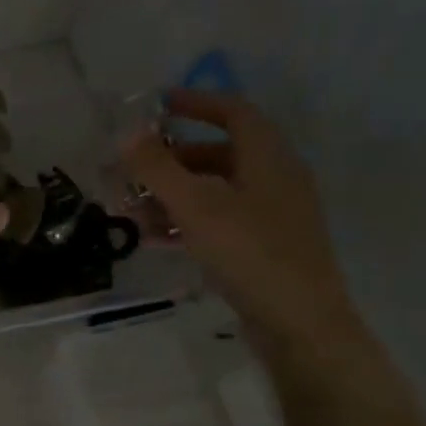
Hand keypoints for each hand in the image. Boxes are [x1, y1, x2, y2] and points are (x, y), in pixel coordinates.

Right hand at [122, 90, 369, 365]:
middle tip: (131, 170)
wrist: (299, 322)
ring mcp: (271, 216)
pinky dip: (186, 222)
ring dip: (172, 196)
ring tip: (131, 211)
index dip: (196, 103)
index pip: (233, 112)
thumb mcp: (196, 205)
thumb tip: (126, 132)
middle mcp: (274, 179)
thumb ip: (158, 168)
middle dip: (170, 160)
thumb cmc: (249, 252)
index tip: (157, 105)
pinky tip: (155, 238)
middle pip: (217, 155)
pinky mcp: (263, 247)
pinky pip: (218, 222)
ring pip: (214, 192)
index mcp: (268, 157)